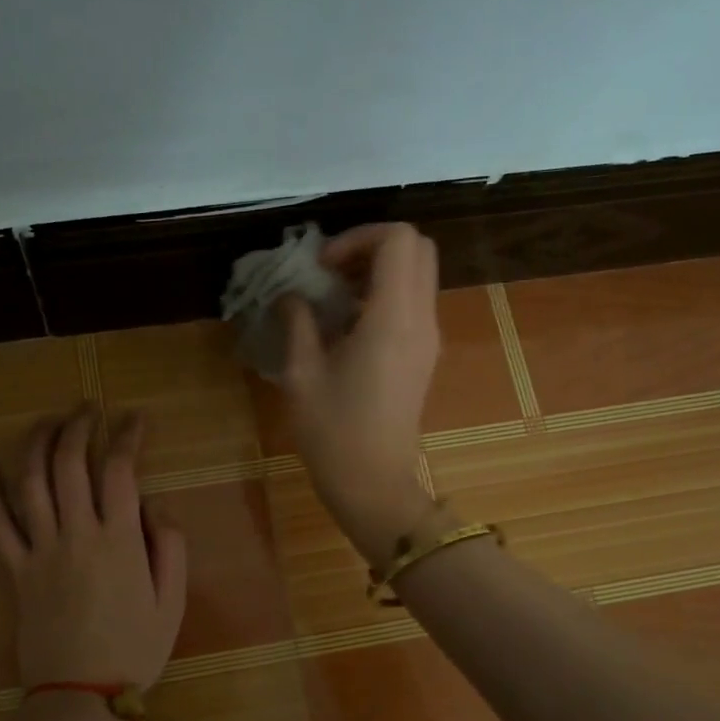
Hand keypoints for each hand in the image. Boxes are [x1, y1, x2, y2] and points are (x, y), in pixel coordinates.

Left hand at [0, 407, 188, 720]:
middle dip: (78, 426)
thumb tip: (153, 502)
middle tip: (87, 409)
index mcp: (119, 540)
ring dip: (36, 443)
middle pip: (69, 463)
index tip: (135, 418)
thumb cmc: (136, 649)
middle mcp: (76, 534)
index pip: (120, 469)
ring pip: (30, 482)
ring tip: (48, 422)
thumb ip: (169, 544)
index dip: (128, 435)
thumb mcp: (173, 601)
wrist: (81, 696)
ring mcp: (40, 551)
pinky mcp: (15, 571)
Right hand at [281, 223, 441, 560]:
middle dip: (371, 246)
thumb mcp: (302, 373)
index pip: (397, 240)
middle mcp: (421, 319)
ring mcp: (428, 337)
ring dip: (378, 270)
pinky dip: (385, 294)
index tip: (321, 266)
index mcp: (393, 318)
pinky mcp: (425, 354)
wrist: (373, 483)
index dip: (357, 237)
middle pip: (417, 248)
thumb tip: (291, 295)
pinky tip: (348, 322)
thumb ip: (298, 322)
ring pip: (418, 273)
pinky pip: (414, 301)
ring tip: (334, 296)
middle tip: (330, 271)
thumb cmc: (333, 431)